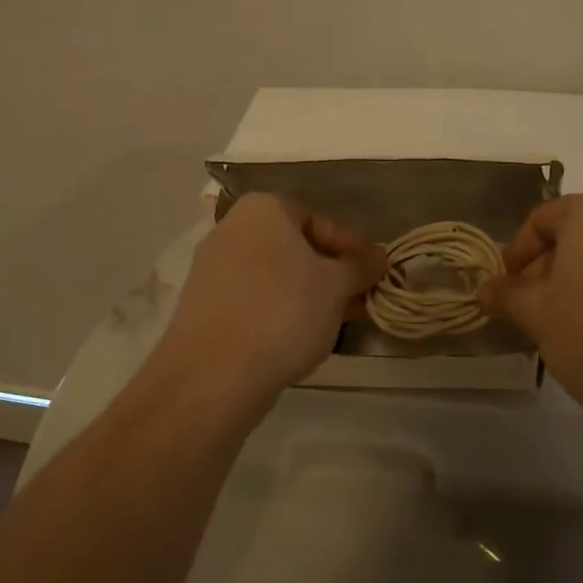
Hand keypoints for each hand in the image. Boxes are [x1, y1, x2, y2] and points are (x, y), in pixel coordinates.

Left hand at [157, 193, 386, 403]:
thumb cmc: (284, 312)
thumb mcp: (336, 286)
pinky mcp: (203, 304)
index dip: (353, 247)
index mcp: (263, 209)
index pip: (320, 219)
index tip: (374, 274)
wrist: (214, 373)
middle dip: (331, 273)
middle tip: (359, 299)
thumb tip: (379, 256)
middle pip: (295, 247)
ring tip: (336, 321)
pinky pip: (254, 298)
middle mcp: (231, 229)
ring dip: (309, 294)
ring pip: (275, 275)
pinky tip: (300, 336)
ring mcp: (212, 268)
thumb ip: (360, 266)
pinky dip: (280, 310)